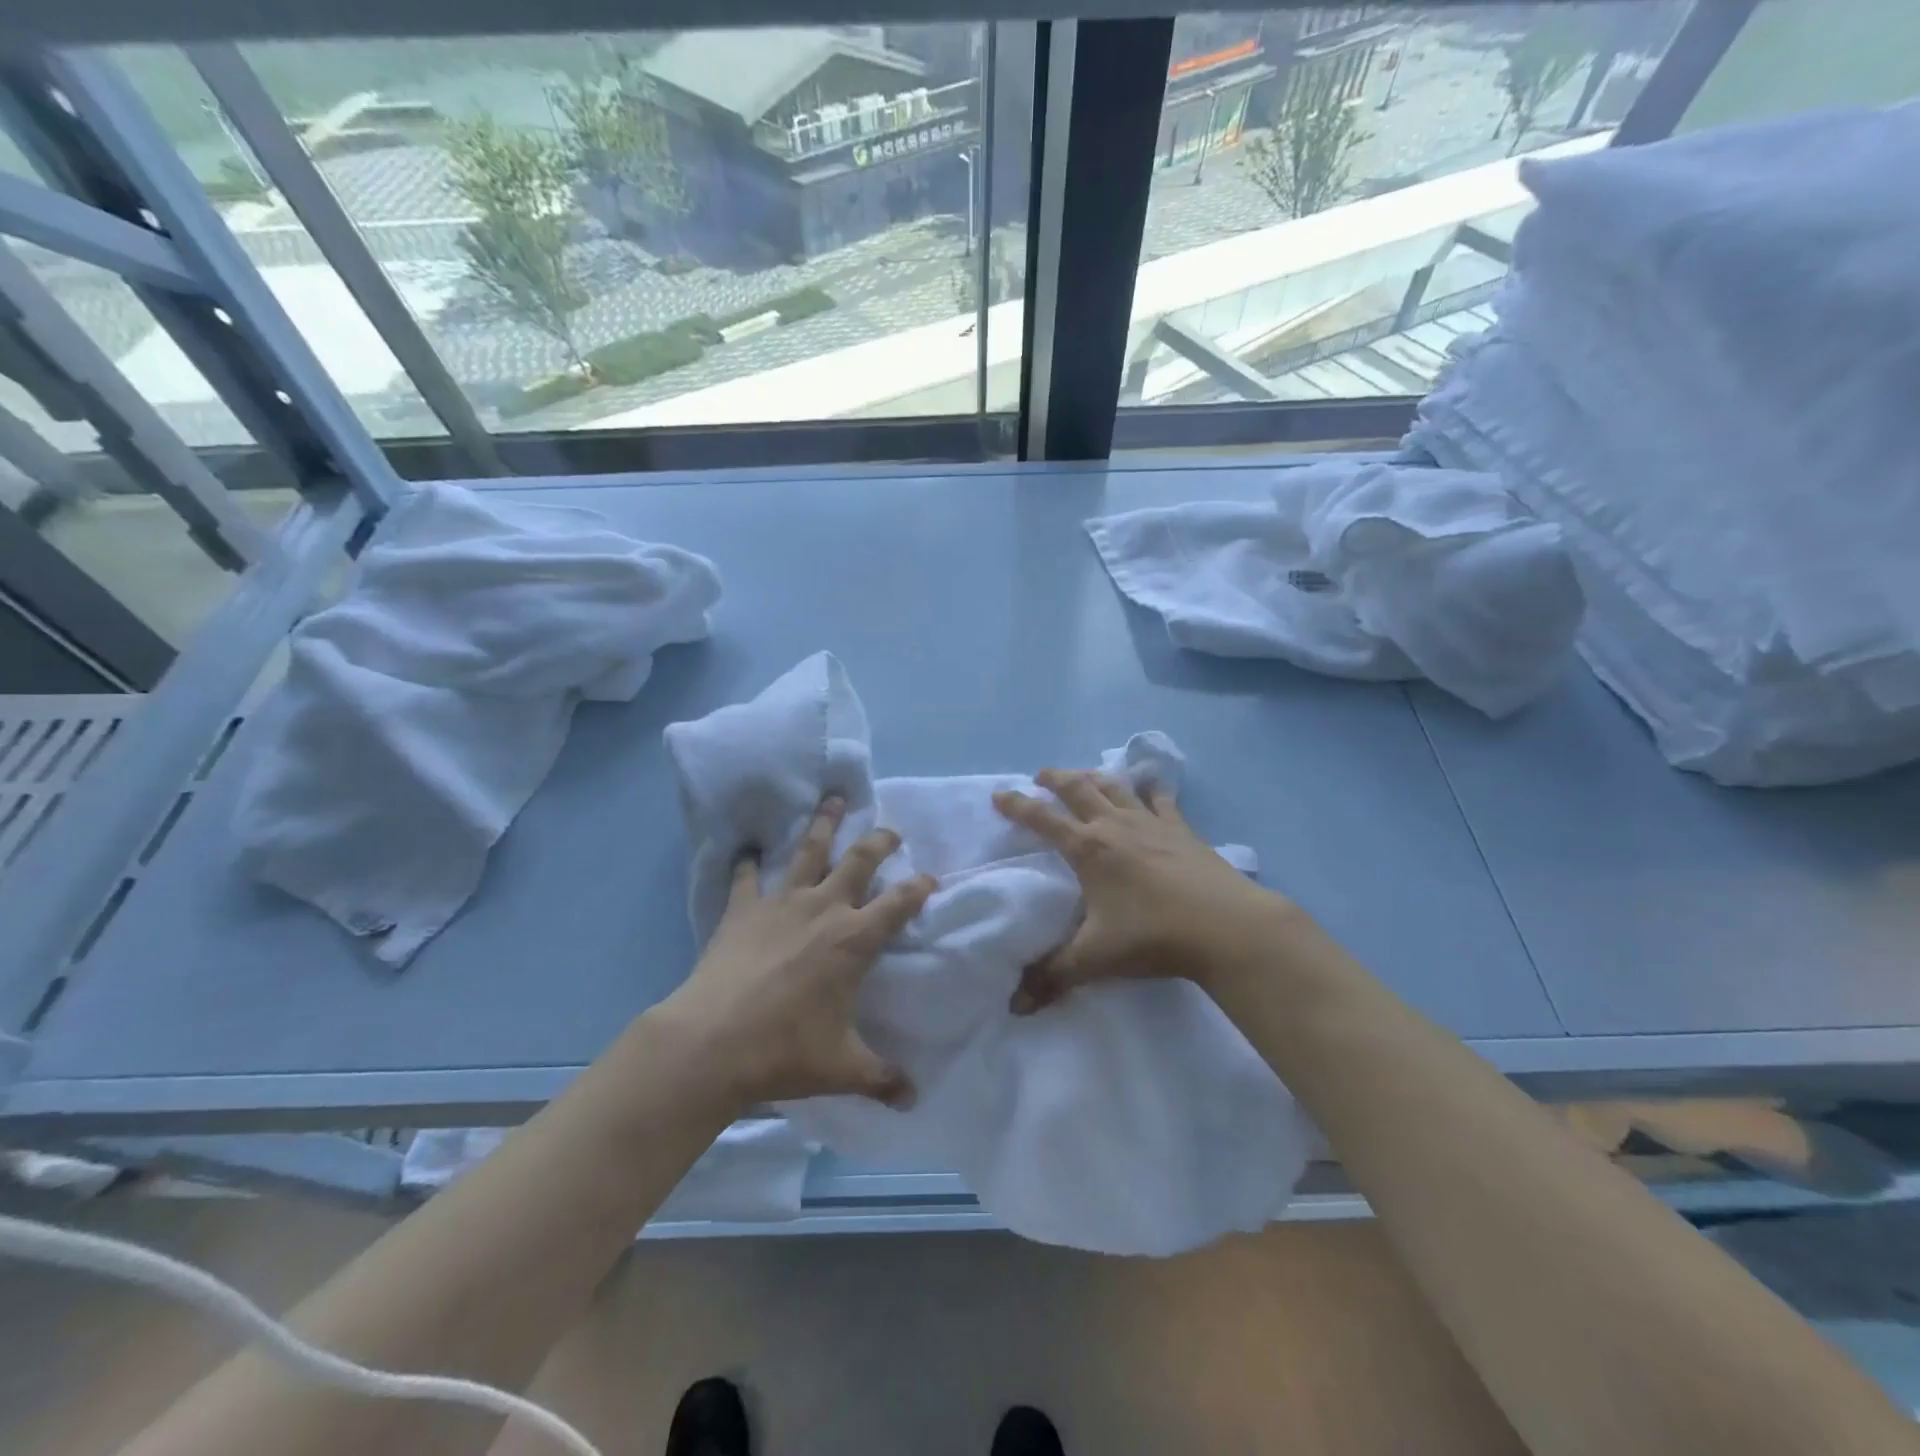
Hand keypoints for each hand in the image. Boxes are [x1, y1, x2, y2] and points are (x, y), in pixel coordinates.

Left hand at [662, 797, 935, 1109]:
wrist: (711, 1042)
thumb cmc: (784, 1051)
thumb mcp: (842, 1068)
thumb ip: (882, 1078)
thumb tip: (914, 1100)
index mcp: (854, 940)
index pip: (898, 904)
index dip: (918, 888)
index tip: (930, 878)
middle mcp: (823, 909)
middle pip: (859, 861)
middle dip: (879, 841)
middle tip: (891, 830)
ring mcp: (781, 903)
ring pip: (809, 852)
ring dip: (823, 824)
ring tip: (832, 799)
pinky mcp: (743, 908)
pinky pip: (747, 877)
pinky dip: (748, 862)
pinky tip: (748, 850)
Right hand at [993, 769, 1297, 1012]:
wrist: (1226, 927)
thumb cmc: (1152, 937)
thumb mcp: (1094, 958)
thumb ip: (1053, 976)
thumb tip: (1015, 1007)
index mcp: (1088, 849)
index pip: (1043, 819)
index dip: (1018, 806)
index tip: (1000, 794)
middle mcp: (1115, 826)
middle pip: (1079, 790)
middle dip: (1056, 779)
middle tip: (1041, 775)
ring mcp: (1152, 824)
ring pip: (1116, 787)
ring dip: (1095, 777)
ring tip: (1084, 775)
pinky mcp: (1183, 830)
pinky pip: (1161, 800)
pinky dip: (1151, 788)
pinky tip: (1150, 784)